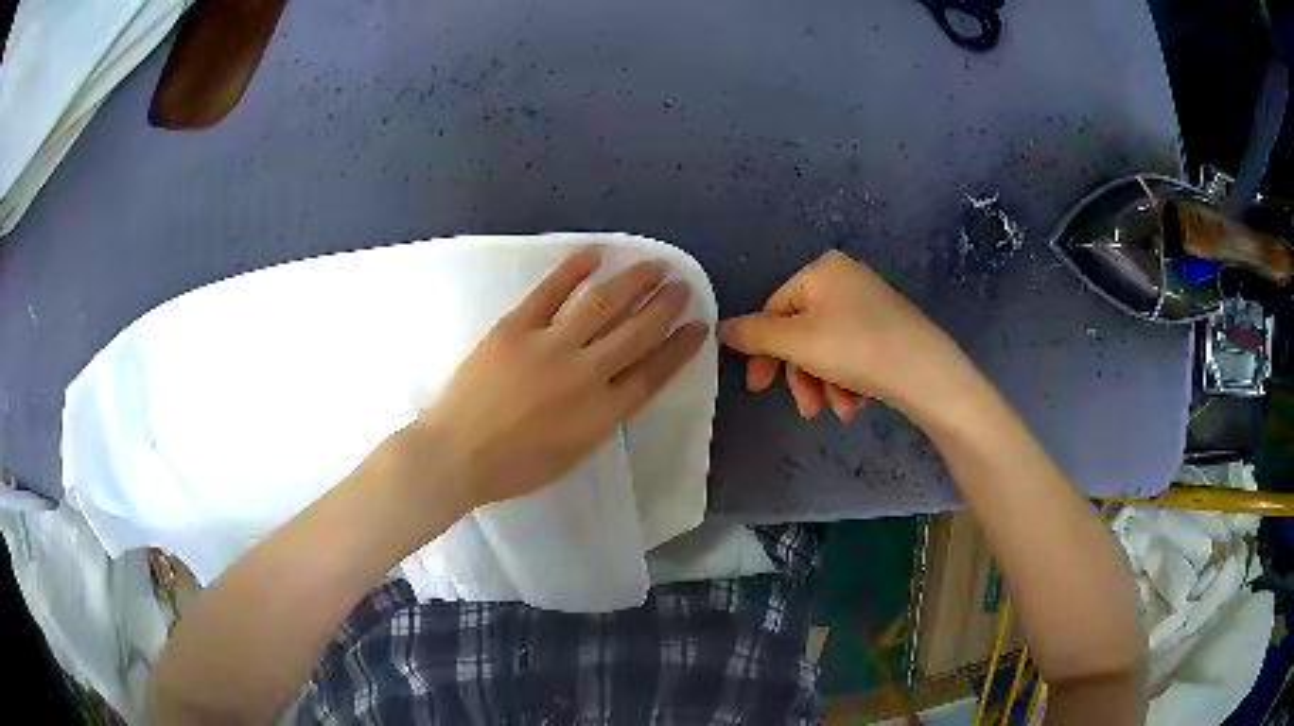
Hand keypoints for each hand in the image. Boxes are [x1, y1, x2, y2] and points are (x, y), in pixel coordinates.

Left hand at [393, 248, 706, 512]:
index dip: (680, 348)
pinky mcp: (515, 327)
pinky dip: (573, 269)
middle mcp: (585, 373)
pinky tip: (595, 254)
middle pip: (637, 332)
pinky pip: (549, 291)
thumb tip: (619, 385)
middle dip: (665, 306)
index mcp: (601, 413)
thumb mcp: (573, 455)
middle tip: (682, 286)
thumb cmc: (514, 468)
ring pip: (602, 304)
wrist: (456, 454)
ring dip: (633, 281)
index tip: (699, 326)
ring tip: (654, 265)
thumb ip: (601, 419)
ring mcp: (549, 346)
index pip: (654, 372)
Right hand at [719, 250, 971, 420]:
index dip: (763, 351)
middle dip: (801, 375)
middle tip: (806, 408)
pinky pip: (853, 354)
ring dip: (824, 384)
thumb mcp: (796, 341)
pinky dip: (848, 381)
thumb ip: (754, 334)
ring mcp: (871, 305)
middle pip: (802, 333)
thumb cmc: (855, 347)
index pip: (774, 309)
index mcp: (821, 271)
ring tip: (838, 410)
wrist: (925, 372)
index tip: (759, 388)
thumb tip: (720, 327)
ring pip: (827, 349)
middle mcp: (846, 280)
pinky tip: (856, 403)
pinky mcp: (889, 330)